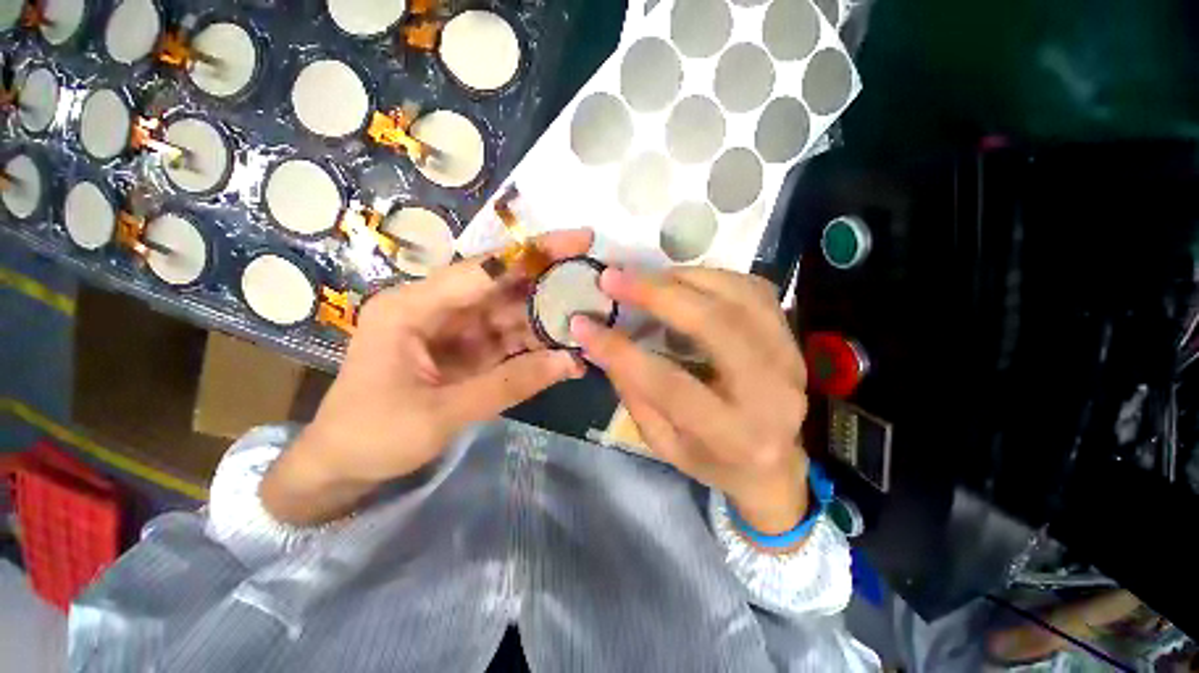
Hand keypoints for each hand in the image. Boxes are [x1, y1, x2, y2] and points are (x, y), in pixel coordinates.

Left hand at [261, 230, 591, 524]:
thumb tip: (569, 361)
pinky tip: (565, 352)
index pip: (484, 269)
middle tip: (594, 279)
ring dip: (547, 319)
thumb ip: (508, 385)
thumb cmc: (374, 436)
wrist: (342, 467)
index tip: (580, 240)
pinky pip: (508, 341)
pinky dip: (536, 346)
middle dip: (549, 282)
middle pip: (502, 285)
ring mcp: (453, 330)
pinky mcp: (466, 352)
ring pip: (511, 314)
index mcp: (414, 307)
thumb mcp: (441, 414)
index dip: (535, 253)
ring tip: (589, 319)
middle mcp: (436, 308)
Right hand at [571, 268, 809, 536]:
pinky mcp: (791, 335)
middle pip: (715, 325)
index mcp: (733, 435)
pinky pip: (752, 288)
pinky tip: (682, 281)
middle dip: (657, 294)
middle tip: (613, 278)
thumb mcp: (663, 442)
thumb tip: (604, 344)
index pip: (669, 384)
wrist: (774, 463)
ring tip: (643, 277)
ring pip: (737, 295)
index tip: (582, 325)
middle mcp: (771, 391)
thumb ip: (635, 393)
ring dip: (683, 278)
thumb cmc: (712, 461)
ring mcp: (789, 356)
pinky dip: (711, 276)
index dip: (621, 352)